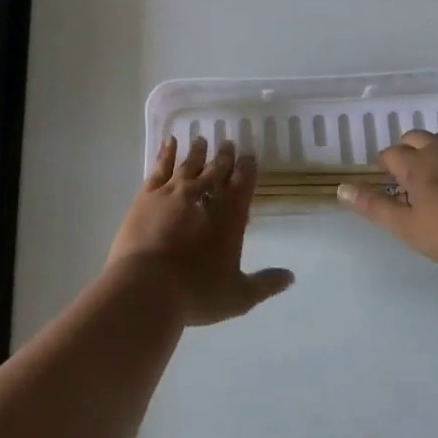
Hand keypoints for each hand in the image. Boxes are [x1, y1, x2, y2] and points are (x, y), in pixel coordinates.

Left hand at [108, 136, 294, 325]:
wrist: (146, 289)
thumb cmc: (196, 294)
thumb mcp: (238, 296)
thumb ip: (264, 283)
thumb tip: (290, 277)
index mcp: (229, 217)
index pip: (243, 184)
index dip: (247, 168)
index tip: (249, 156)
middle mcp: (204, 197)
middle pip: (217, 169)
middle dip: (224, 157)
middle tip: (228, 143)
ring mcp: (173, 193)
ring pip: (189, 165)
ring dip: (197, 152)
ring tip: (201, 140)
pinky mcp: (147, 196)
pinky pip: (159, 168)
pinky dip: (166, 154)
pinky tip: (169, 143)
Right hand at [339, 130, 437, 269]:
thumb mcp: (410, 228)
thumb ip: (376, 208)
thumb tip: (341, 189)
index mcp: (416, 164)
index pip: (391, 154)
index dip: (385, 165)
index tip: (386, 180)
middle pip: (416, 138)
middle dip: (407, 150)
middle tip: (408, 174)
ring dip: (434, 151)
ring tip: (436, 174)